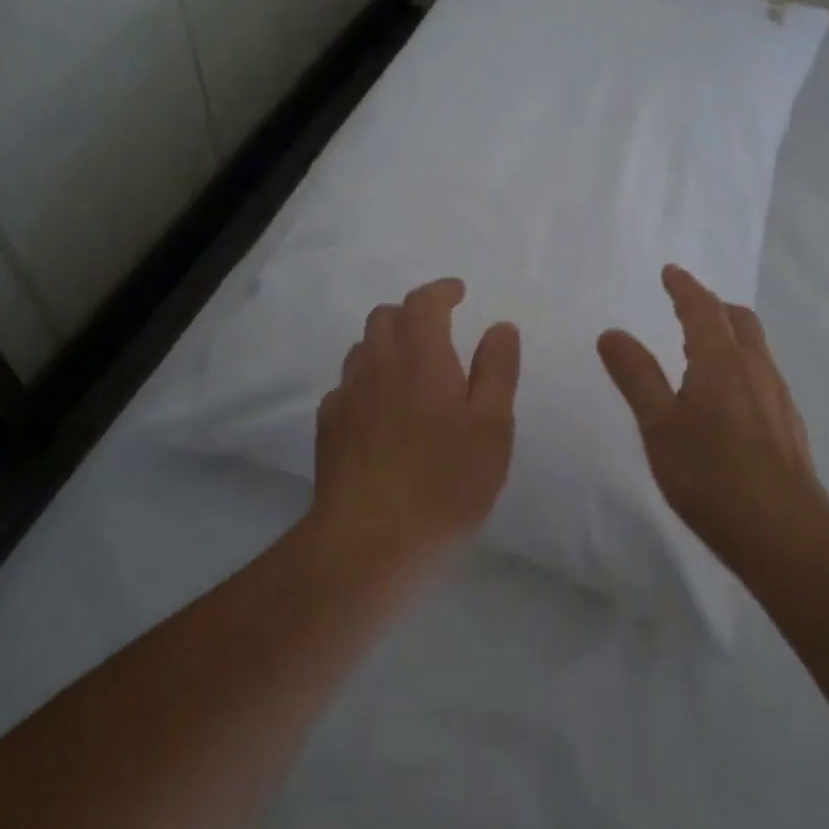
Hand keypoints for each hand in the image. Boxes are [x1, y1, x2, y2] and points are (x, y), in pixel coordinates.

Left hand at [312, 278, 520, 556]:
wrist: (371, 537)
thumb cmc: (446, 480)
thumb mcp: (491, 425)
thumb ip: (497, 370)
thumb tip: (500, 327)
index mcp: (421, 355)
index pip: (424, 302)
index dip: (441, 291)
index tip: (458, 292)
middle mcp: (377, 363)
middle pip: (385, 317)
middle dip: (411, 314)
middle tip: (437, 330)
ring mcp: (346, 395)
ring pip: (363, 350)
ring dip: (387, 345)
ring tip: (410, 369)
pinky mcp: (328, 426)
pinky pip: (347, 386)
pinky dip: (368, 381)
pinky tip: (381, 411)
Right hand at [598, 265, 828, 566]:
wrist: (783, 532)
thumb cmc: (710, 474)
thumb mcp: (659, 424)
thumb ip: (636, 376)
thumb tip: (612, 333)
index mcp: (721, 361)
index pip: (702, 309)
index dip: (685, 287)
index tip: (670, 272)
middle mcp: (756, 369)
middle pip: (739, 321)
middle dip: (712, 306)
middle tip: (688, 306)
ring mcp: (777, 398)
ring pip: (755, 349)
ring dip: (730, 335)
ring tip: (704, 348)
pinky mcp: (788, 426)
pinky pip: (763, 376)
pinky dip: (741, 366)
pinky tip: (728, 398)